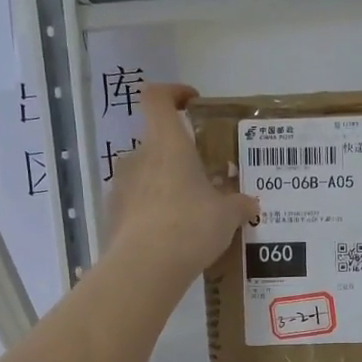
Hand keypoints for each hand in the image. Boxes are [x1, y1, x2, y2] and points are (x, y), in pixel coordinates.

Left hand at [105, 84, 259, 279]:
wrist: (145, 268)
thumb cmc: (190, 226)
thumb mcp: (227, 216)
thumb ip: (238, 204)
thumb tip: (249, 203)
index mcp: (167, 144)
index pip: (157, 98)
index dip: (172, 93)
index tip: (191, 103)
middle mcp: (138, 157)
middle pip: (156, 144)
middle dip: (179, 159)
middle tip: (204, 180)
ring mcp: (121, 186)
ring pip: (146, 176)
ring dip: (165, 188)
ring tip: (190, 214)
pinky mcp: (113, 215)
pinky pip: (136, 205)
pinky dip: (152, 213)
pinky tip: (172, 238)